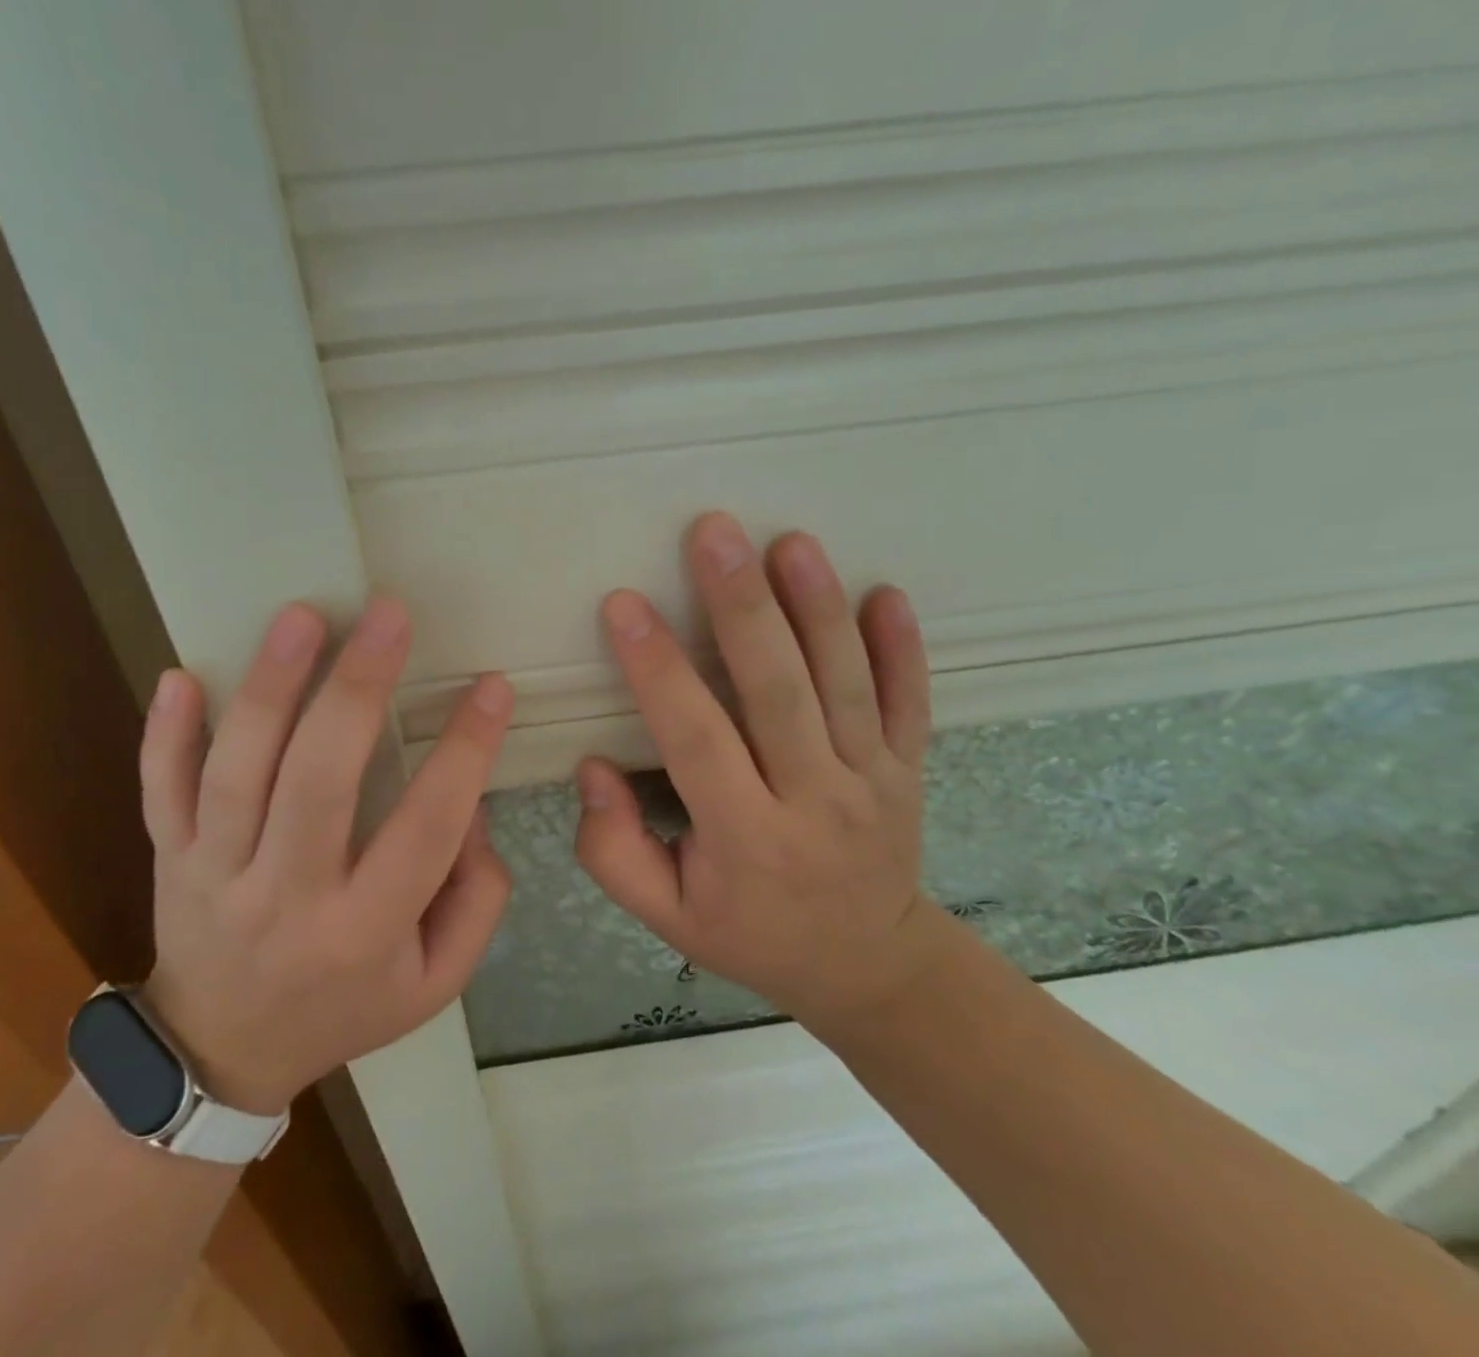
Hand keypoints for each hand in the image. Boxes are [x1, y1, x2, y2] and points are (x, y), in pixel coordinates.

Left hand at [135, 599, 513, 1113]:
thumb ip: (476, 898)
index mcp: (364, 931)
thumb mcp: (436, 981)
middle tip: (389, 615)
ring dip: (269, 689)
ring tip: (303, 616)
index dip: (466, 753)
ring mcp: (215, 875)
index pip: (425, 828)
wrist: (220, 1056)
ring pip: (237, 774)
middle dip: (357, 690)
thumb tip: (469, 807)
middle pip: (318, 783)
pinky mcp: (170, 860)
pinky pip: (160, 793)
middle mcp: (286, 898)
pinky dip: (164, 735)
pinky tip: (180, 674)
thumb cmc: (345, 1008)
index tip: (491, 688)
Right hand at [576, 512, 935, 1019]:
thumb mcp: (667, 916)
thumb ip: (613, 851)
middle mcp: (815, 802)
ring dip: (817, 608)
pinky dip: (902, 648)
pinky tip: (886, 594)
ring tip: (789, 543)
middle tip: (713, 534)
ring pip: (844, 684)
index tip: (624, 605)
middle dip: (742, 608)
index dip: (658, 671)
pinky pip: (909, 702)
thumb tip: (593, 768)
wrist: (868, 967)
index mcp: (746, 840)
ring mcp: (873, 781)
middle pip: (777, 693)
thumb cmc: (751, 934)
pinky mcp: (908, 768)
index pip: (696, 740)